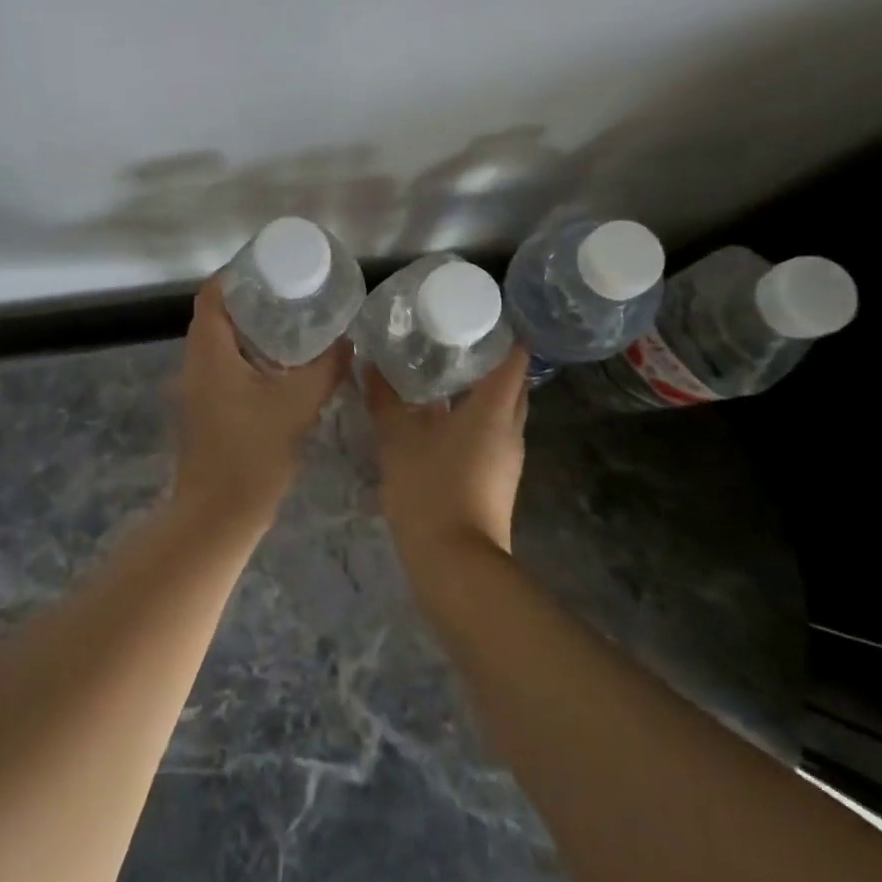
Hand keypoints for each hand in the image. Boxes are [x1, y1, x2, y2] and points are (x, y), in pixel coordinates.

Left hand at [172, 277, 348, 527]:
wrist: (218, 516)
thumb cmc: (252, 454)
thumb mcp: (297, 405)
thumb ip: (325, 369)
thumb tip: (348, 341)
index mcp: (209, 352)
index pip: (213, 295)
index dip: (237, 274)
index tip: (272, 265)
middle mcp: (196, 364)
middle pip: (216, 316)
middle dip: (251, 300)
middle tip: (292, 291)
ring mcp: (198, 390)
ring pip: (221, 344)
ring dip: (251, 330)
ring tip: (293, 321)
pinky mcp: (207, 411)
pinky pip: (225, 368)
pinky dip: (250, 356)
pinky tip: (283, 366)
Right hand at [366, 346, 529, 558]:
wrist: (456, 565)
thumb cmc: (430, 491)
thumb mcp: (397, 441)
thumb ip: (383, 400)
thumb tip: (368, 365)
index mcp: (494, 410)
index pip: (514, 358)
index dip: (501, 333)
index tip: (476, 315)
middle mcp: (510, 429)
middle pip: (511, 383)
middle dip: (489, 360)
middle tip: (453, 340)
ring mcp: (507, 458)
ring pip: (501, 411)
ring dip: (479, 391)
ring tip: (441, 372)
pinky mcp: (497, 480)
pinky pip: (491, 434)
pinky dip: (473, 418)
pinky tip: (439, 418)